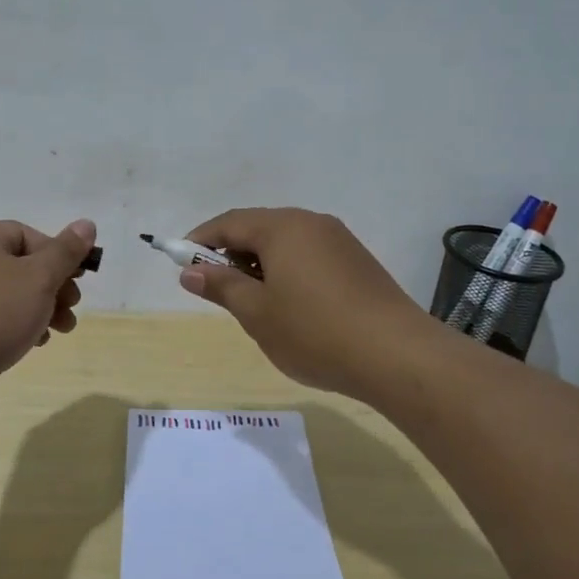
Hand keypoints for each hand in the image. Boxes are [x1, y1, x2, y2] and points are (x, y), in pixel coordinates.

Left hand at [0, 218, 96, 421]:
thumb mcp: (39, 277)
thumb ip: (65, 252)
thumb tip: (86, 224)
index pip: (26, 234)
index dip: (57, 254)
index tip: (77, 280)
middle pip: (19, 266)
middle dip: (53, 287)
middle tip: (72, 307)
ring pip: (8, 296)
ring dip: (40, 310)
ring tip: (60, 330)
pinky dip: (16, 327)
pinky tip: (32, 345)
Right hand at [177, 208, 431, 401]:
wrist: (397, 355)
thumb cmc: (315, 332)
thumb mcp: (257, 313)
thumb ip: (221, 286)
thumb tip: (190, 271)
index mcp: (282, 227)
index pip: (230, 222)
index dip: (201, 241)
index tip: (181, 263)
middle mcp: (311, 223)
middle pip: (259, 228)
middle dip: (231, 254)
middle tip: (215, 288)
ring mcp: (339, 240)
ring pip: (286, 243)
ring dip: (260, 264)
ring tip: (251, 302)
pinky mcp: (358, 261)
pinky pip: (309, 256)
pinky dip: (288, 272)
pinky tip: (290, 305)